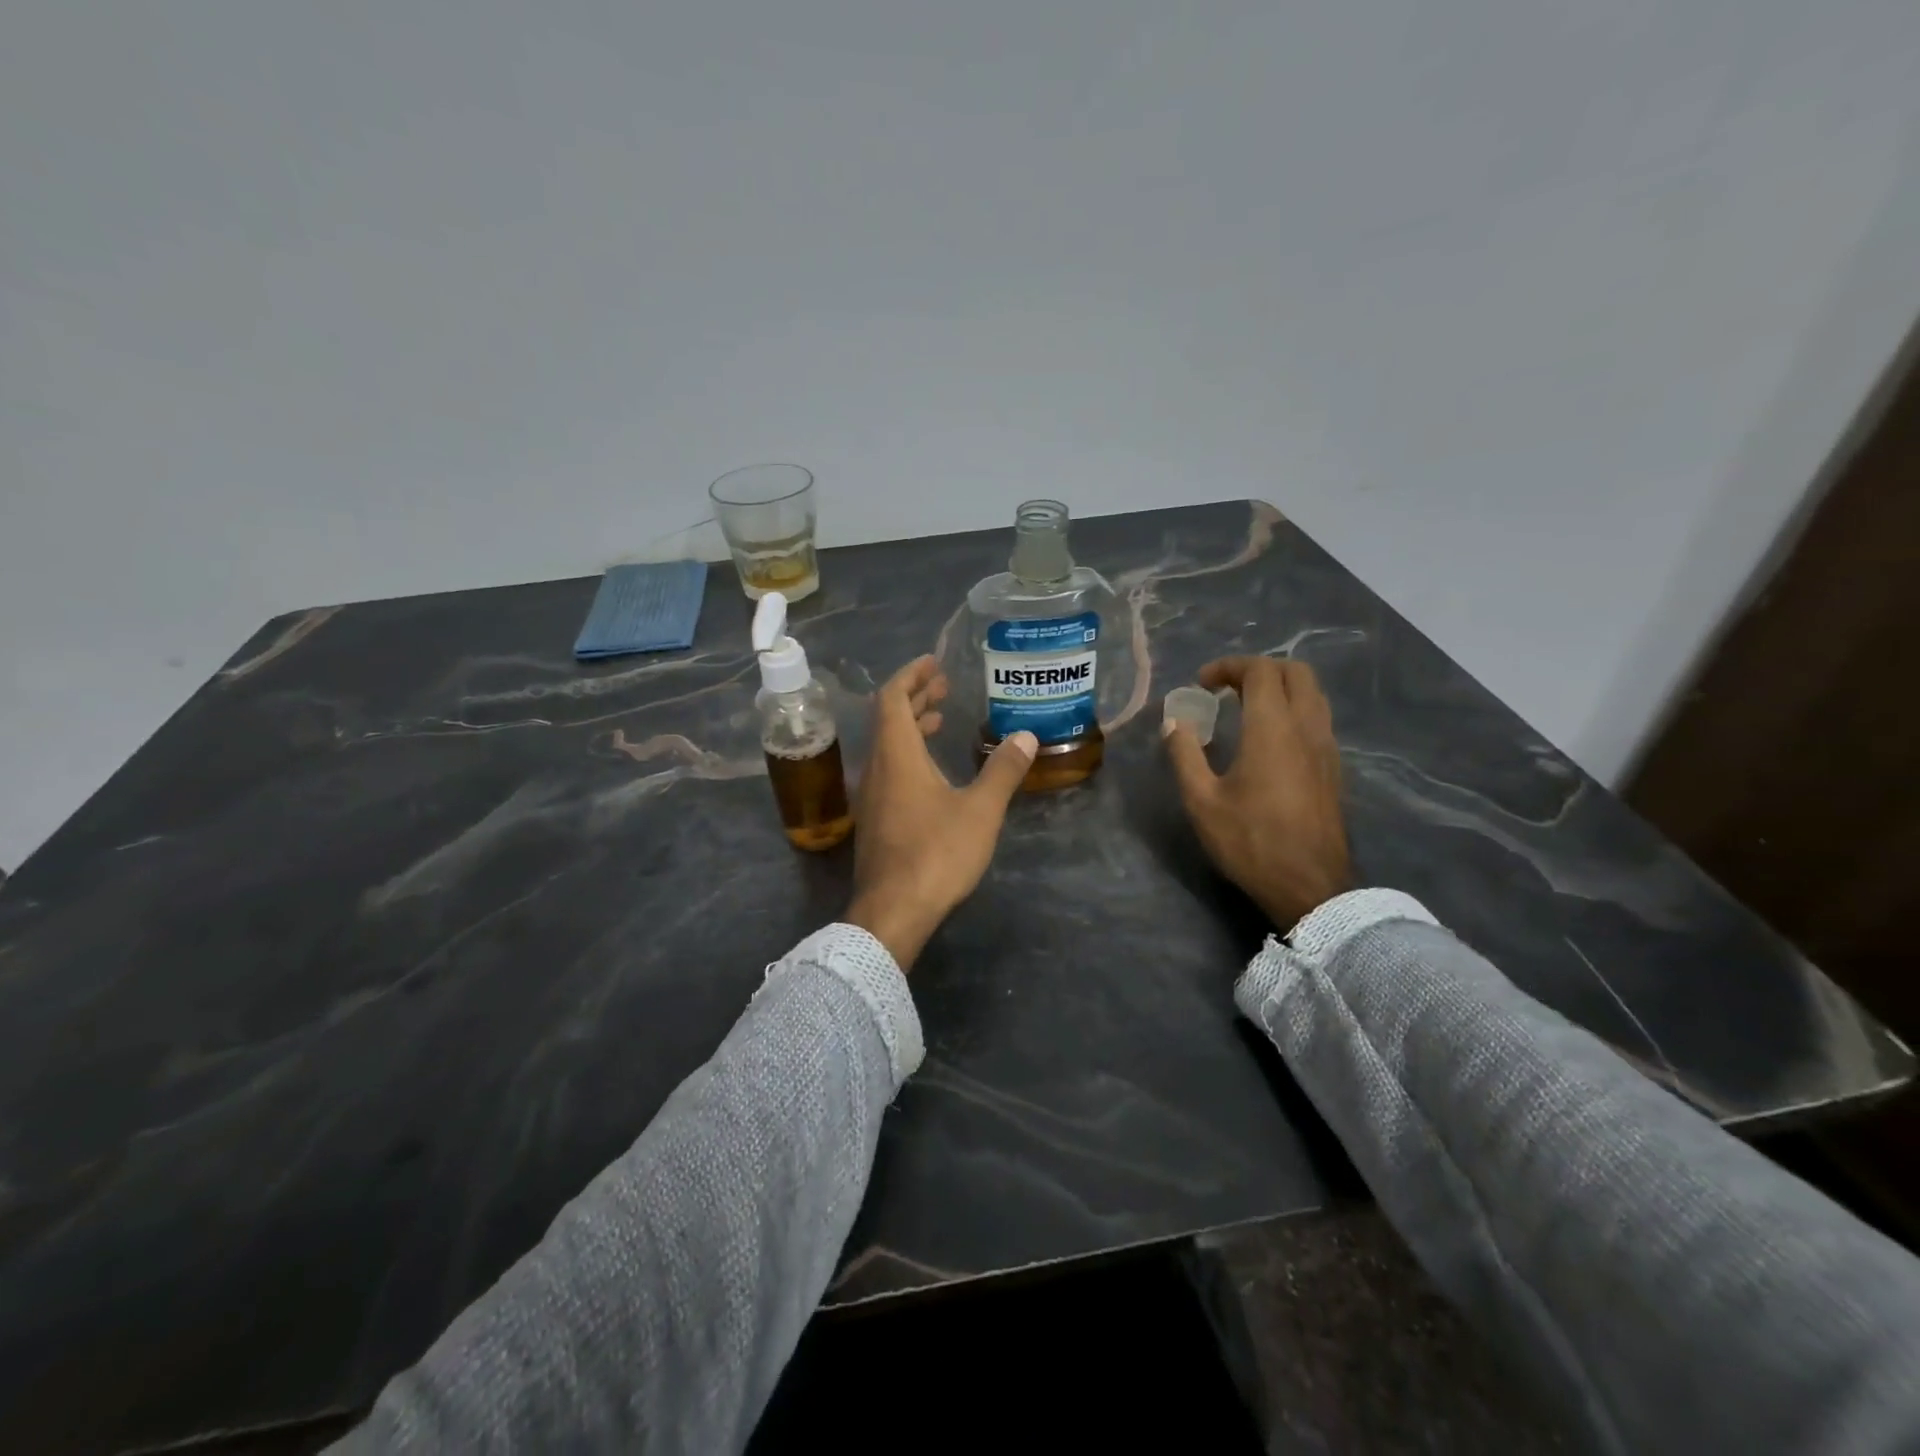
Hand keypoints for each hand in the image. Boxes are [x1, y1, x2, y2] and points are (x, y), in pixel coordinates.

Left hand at [846, 656, 1037, 969]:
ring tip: (941, 719)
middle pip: (888, 719)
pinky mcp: (875, 819)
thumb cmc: (936, 854)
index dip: (911, 675)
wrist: (892, 911)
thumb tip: (1026, 736)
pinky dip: (908, 754)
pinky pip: (888, 770)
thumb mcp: (980, 810)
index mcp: (896, 755)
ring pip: (887, 746)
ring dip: (911, 726)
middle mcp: (876, 768)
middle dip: (915, 697)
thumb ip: (1003, 771)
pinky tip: (932, 770)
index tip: (933, 663)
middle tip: (943, 686)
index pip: (892, 697)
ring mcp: (871, 796)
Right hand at [1163, 657, 1351, 930]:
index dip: (1229, 667)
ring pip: (1313, 693)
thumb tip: (1174, 723)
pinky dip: (1294, 710)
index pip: (1260, 671)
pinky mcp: (1334, 767)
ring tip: (1247, 708)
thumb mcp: (1202, 801)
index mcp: (1273, 728)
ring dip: (1280, 688)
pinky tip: (1270, 738)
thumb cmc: (1251, 841)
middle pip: (1295, 672)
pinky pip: (1318, 718)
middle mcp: (1307, 727)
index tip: (1201, 683)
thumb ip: (1185, 755)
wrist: (1311, 886)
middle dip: (1259, 669)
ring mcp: (1327, 747)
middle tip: (1227, 688)